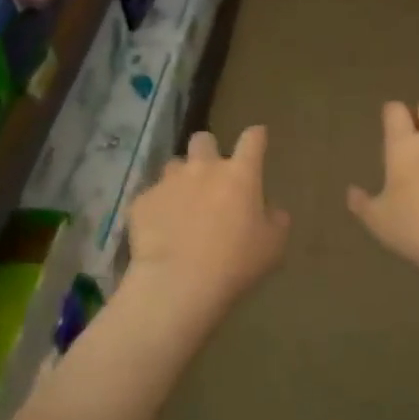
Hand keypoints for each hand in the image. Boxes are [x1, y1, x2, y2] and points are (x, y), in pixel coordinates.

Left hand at [127, 125, 289, 317]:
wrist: (178, 283)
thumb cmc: (235, 264)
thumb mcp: (272, 246)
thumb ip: (276, 221)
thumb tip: (272, 211)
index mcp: (240, 175)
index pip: (252, 139)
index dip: (256, 136)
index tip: (257, 138)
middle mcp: (203, 168)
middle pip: (203, 140)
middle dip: (208, 150)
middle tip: (211, 175)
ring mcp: (169, 182)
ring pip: (174, 165)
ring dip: (181, 179)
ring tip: (182, 205)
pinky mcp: (142, 201)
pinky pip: (152, 196)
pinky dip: (158, 208)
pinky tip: (160, 230)